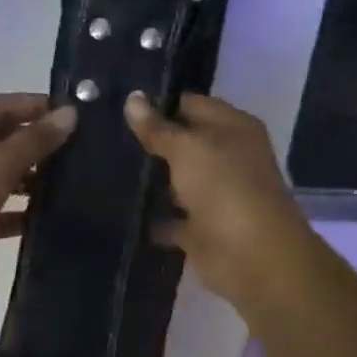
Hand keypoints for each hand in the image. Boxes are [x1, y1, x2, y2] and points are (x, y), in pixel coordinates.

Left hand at [0, 92, 76, 306]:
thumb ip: (35, 139)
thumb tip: (69, 114)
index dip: (33, 105)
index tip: (72, 112)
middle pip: (1, 139)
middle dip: (36, 141)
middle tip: (79, 145)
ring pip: (3, 174)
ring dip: (33, 176)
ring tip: (71, 178)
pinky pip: (2, 208)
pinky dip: (23, 210)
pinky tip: (51, 213)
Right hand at [124, 91, 308, 305]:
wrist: (253, 258)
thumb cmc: (225, 189)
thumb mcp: (187, 149)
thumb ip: (158, 128)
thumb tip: (132, 98)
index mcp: (233, 128)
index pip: (191, 104)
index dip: (159, 102)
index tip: (119, 103)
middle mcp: (227, 158)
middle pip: (183, 143)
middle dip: (149, 141)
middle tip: (105, 134)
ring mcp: (214, 195)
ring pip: (176, 180)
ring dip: (149, 179)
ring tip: (103, 166)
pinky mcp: (201, 229)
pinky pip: (170, 218)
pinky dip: (152, 217)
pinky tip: (120, 209)